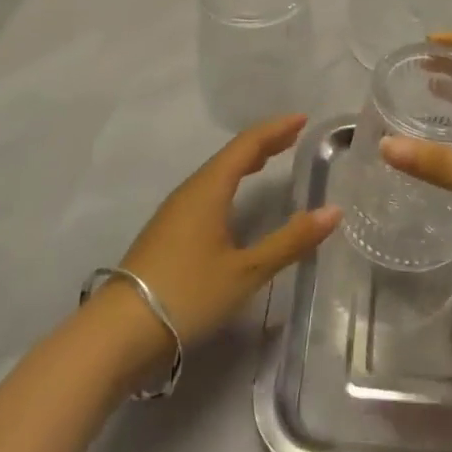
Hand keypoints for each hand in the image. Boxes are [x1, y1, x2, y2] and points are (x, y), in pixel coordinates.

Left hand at [112, 115, 339, 347]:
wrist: (118, 333)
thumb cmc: (187, 294)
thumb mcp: (246, 271)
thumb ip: (290, 241)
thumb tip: (333, 211)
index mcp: (209, 189)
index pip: (247, 146)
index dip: (275, 130)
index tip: (302, 119)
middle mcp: (190, 192)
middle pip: (230, 156)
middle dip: (263, 143)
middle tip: (293, 136)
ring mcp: (174, 213)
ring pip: (215, 174)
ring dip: (245, 162)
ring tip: (269, 159)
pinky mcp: (167, 234)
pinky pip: (206, 192)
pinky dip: (230, 183)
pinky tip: (233, 200)